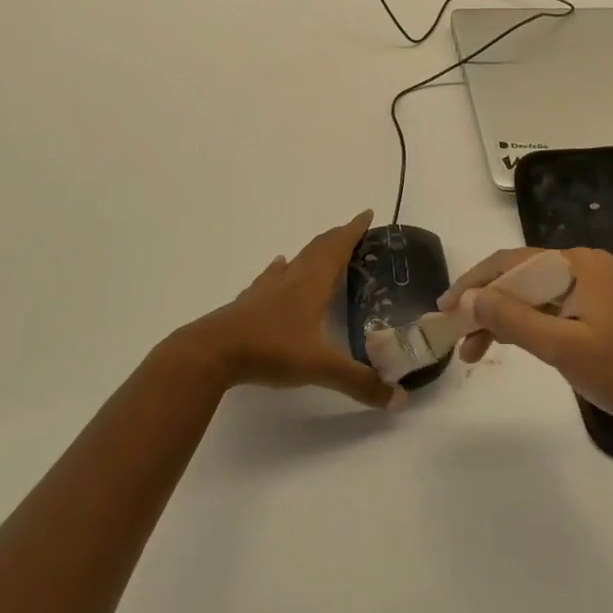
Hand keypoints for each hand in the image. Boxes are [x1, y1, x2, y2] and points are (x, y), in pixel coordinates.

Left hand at [177, 211, 399, 410]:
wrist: (213, 352)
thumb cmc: (271, 349)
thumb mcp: (320, 367)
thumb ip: (359, 381)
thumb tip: (399, 398)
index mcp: (313, 283)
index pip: (339, 247)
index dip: (354, 230)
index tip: (368, 213)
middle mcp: (293, 278)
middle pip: (319, 248)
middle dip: (339, 237)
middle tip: (354, 231)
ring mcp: (268, 288)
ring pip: (296, 260)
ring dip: (313, 251)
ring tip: (323, 249)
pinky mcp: (249, 302)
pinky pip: (271, 277)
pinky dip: (281, 269)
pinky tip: (278, 267)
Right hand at [441, 247, 612, 440]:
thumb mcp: (562, 348)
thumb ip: (513, 319)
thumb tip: (469, 298)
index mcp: (578, 264)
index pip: (512, 262)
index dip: (474, 284)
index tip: (443, 309)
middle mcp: (584, 265)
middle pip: (521, 276)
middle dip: (485, 304)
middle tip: (454, 334)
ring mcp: (593, 286)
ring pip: (534, 294)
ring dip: (503, 318)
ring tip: (473, 351)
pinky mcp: (599, 308)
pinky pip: (552, 307)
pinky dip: (527, 325)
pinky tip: (509, 344)